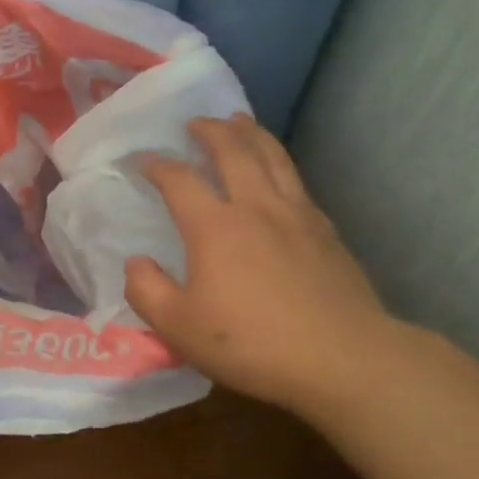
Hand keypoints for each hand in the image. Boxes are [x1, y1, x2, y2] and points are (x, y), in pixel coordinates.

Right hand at [124, 115, 394, 418]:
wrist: (342, 358)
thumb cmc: (252, 343)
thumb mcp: (179, 327)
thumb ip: (147, 291)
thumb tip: (136, 262)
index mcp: (214, 226)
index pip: (179, 180)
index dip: (157, 165)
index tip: (142, 160)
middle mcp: (256, 207)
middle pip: (234, 150)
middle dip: (211, 131)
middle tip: (196, 122)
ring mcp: (297, 215)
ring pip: (272, 157)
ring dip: (251, 133)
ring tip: (239, 121)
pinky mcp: (326, 231)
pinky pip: (296, 180)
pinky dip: (279, 162)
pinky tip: (278, 173)